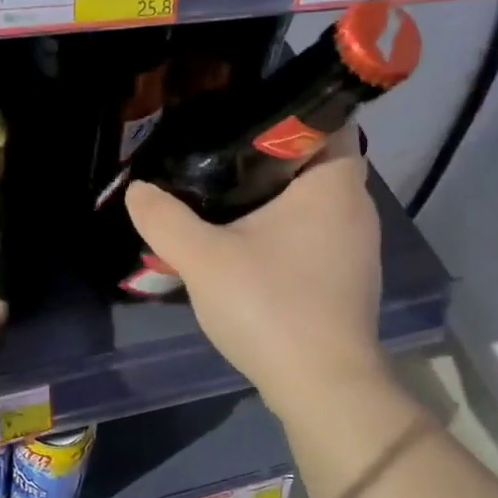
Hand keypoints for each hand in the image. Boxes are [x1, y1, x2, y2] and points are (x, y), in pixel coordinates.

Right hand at [125, 131, 386, 417]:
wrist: (322, 387)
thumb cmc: (271, 307)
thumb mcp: (203, 259)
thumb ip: (164, 219)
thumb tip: (138, 189)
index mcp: (334, 183)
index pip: (322, 118)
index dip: (280, 111)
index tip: (235, 118)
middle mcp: (357, 205)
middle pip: (312, 162)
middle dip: (266, 158)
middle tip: (215, 157)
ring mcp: (358, 246)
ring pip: (313, 203)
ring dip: (274, 199)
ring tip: (223, 200)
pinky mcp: (349, 278)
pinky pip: (315, 235)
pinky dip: (285, 232)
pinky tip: (248, 248)